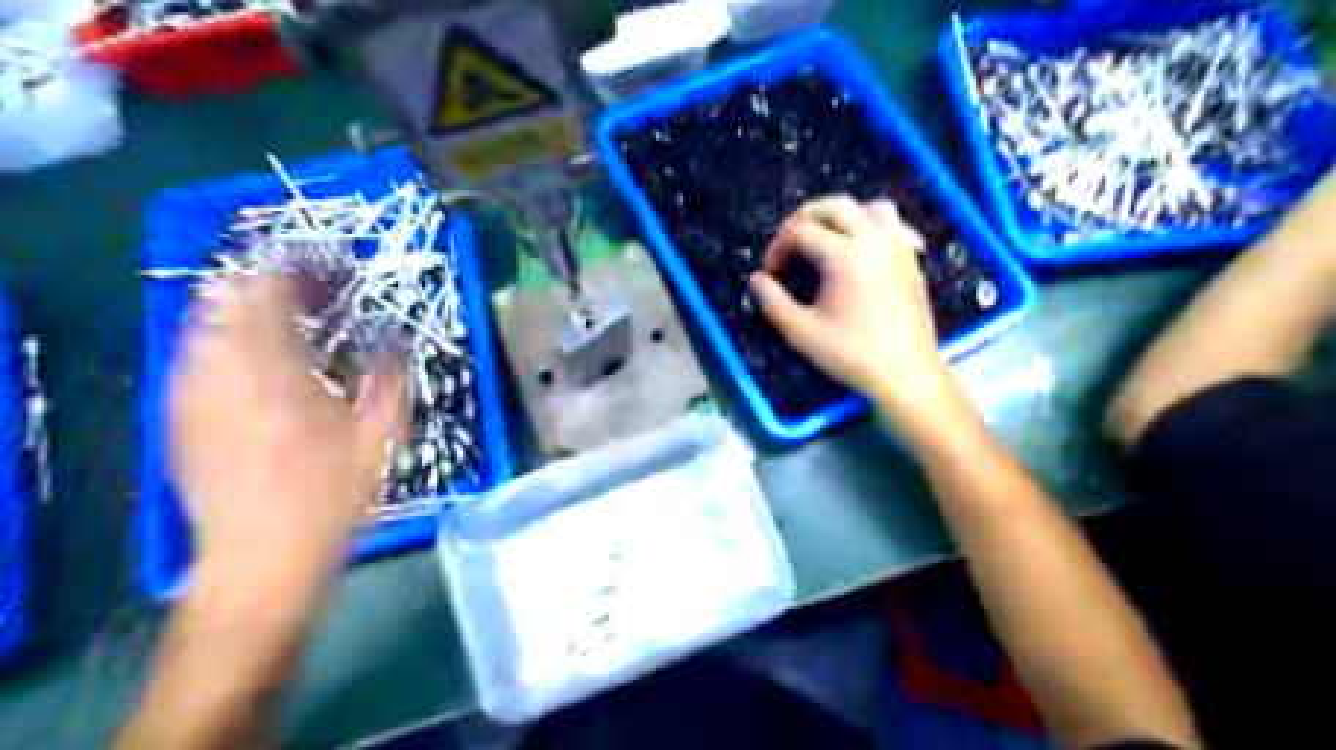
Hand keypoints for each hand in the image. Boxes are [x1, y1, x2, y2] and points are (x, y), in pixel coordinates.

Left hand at [173, 276, 413, 607]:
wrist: (261, 560)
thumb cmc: (329, 499)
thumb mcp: (378, 440)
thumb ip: (389, 380)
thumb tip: (395, 339)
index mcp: (280, 374)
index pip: (271, 297)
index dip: (293, 271)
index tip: (321, 266)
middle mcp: (226, 375)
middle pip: (226, 302)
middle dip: (260, 282)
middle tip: (295, 285)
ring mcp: (194, 398)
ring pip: (200, 328)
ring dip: (233, 309)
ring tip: (266, 311)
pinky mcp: (178, 422)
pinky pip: (187, 361)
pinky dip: (212, 343)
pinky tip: (235, 355)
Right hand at [751, 197, 979, 447]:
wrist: (905, 372)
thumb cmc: (851, 353)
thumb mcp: (801, 331)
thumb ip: (773, 301)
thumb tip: (757, 280)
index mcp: (844, 253)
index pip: (801, 232)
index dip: (778, 248)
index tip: (770, 275)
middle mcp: (873, 239)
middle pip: (835, 206)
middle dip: (805, 219)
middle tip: (789, 243)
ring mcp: (897, 247)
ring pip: (870, 208)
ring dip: (843, 216)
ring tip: (826, 238)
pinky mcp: (911, 260)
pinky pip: (893, 225)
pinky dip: (871, 227)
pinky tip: (862, 250)